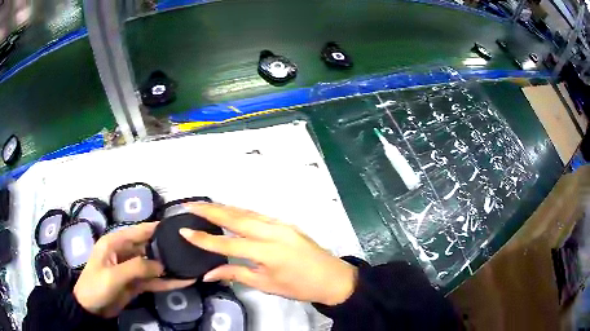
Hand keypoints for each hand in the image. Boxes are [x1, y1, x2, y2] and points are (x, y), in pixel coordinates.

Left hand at [74, 222, 194, 317]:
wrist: (92, 308)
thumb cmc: (96, 286)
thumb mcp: (114, 275)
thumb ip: (137, 267)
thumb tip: (161, 265)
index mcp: (114, 242)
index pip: (137, 231)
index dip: (155, 228)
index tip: (175, 227)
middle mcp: (124, 253)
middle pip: (148, 248)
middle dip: (165, 249)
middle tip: (188, 249)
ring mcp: (131, 270)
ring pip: (153, 266)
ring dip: (168, 267)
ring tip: (190, 266)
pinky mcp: (136, 284)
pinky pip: (153, 281)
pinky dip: (167, 282)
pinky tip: (183, 282)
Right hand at [179, 203, 357, 305]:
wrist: (332, 278)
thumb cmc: (299, 287)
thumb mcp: (266, 285)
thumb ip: (236, 274)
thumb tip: (208, 274)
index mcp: (267, 252)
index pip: (228, 244)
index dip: (203, 239)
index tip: (184, 230)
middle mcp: (272, 232)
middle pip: (235, 218)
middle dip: (210, 210)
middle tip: (190, 205)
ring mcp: (281, 224)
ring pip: (246, 212)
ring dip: (224, 207)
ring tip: (204, 205)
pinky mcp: (285, 223)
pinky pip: (258, 214)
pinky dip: (240, 211)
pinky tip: (230, 211)